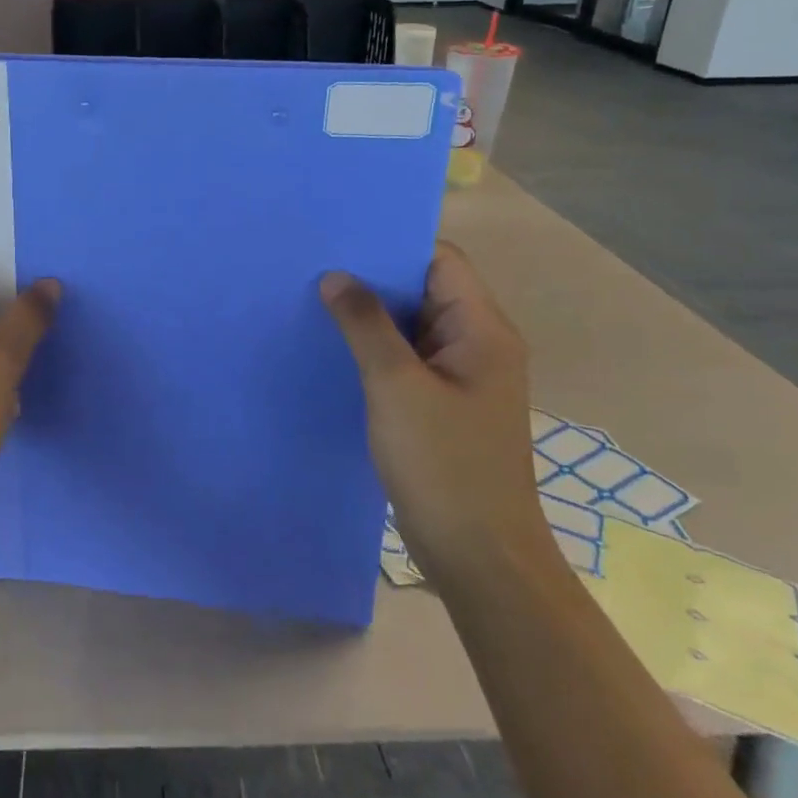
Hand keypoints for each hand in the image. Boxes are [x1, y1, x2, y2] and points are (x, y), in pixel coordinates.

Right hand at [320, 242, 551, 582]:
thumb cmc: (443, 464)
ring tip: (316, 304)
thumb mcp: (396, 386)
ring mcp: (461, 377)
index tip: (340, 242)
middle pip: (425, 290)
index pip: (440, 261)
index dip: (392, 247)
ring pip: (413, 327)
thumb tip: (336, 276)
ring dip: (371, 318)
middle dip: (373, 280)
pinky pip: (408, 361)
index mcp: (482, 330)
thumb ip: (365, 325)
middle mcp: (478, 344)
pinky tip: (335, 352)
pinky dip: (376, 351)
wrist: (479, 555)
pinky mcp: (443, 406)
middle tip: (315, 270)